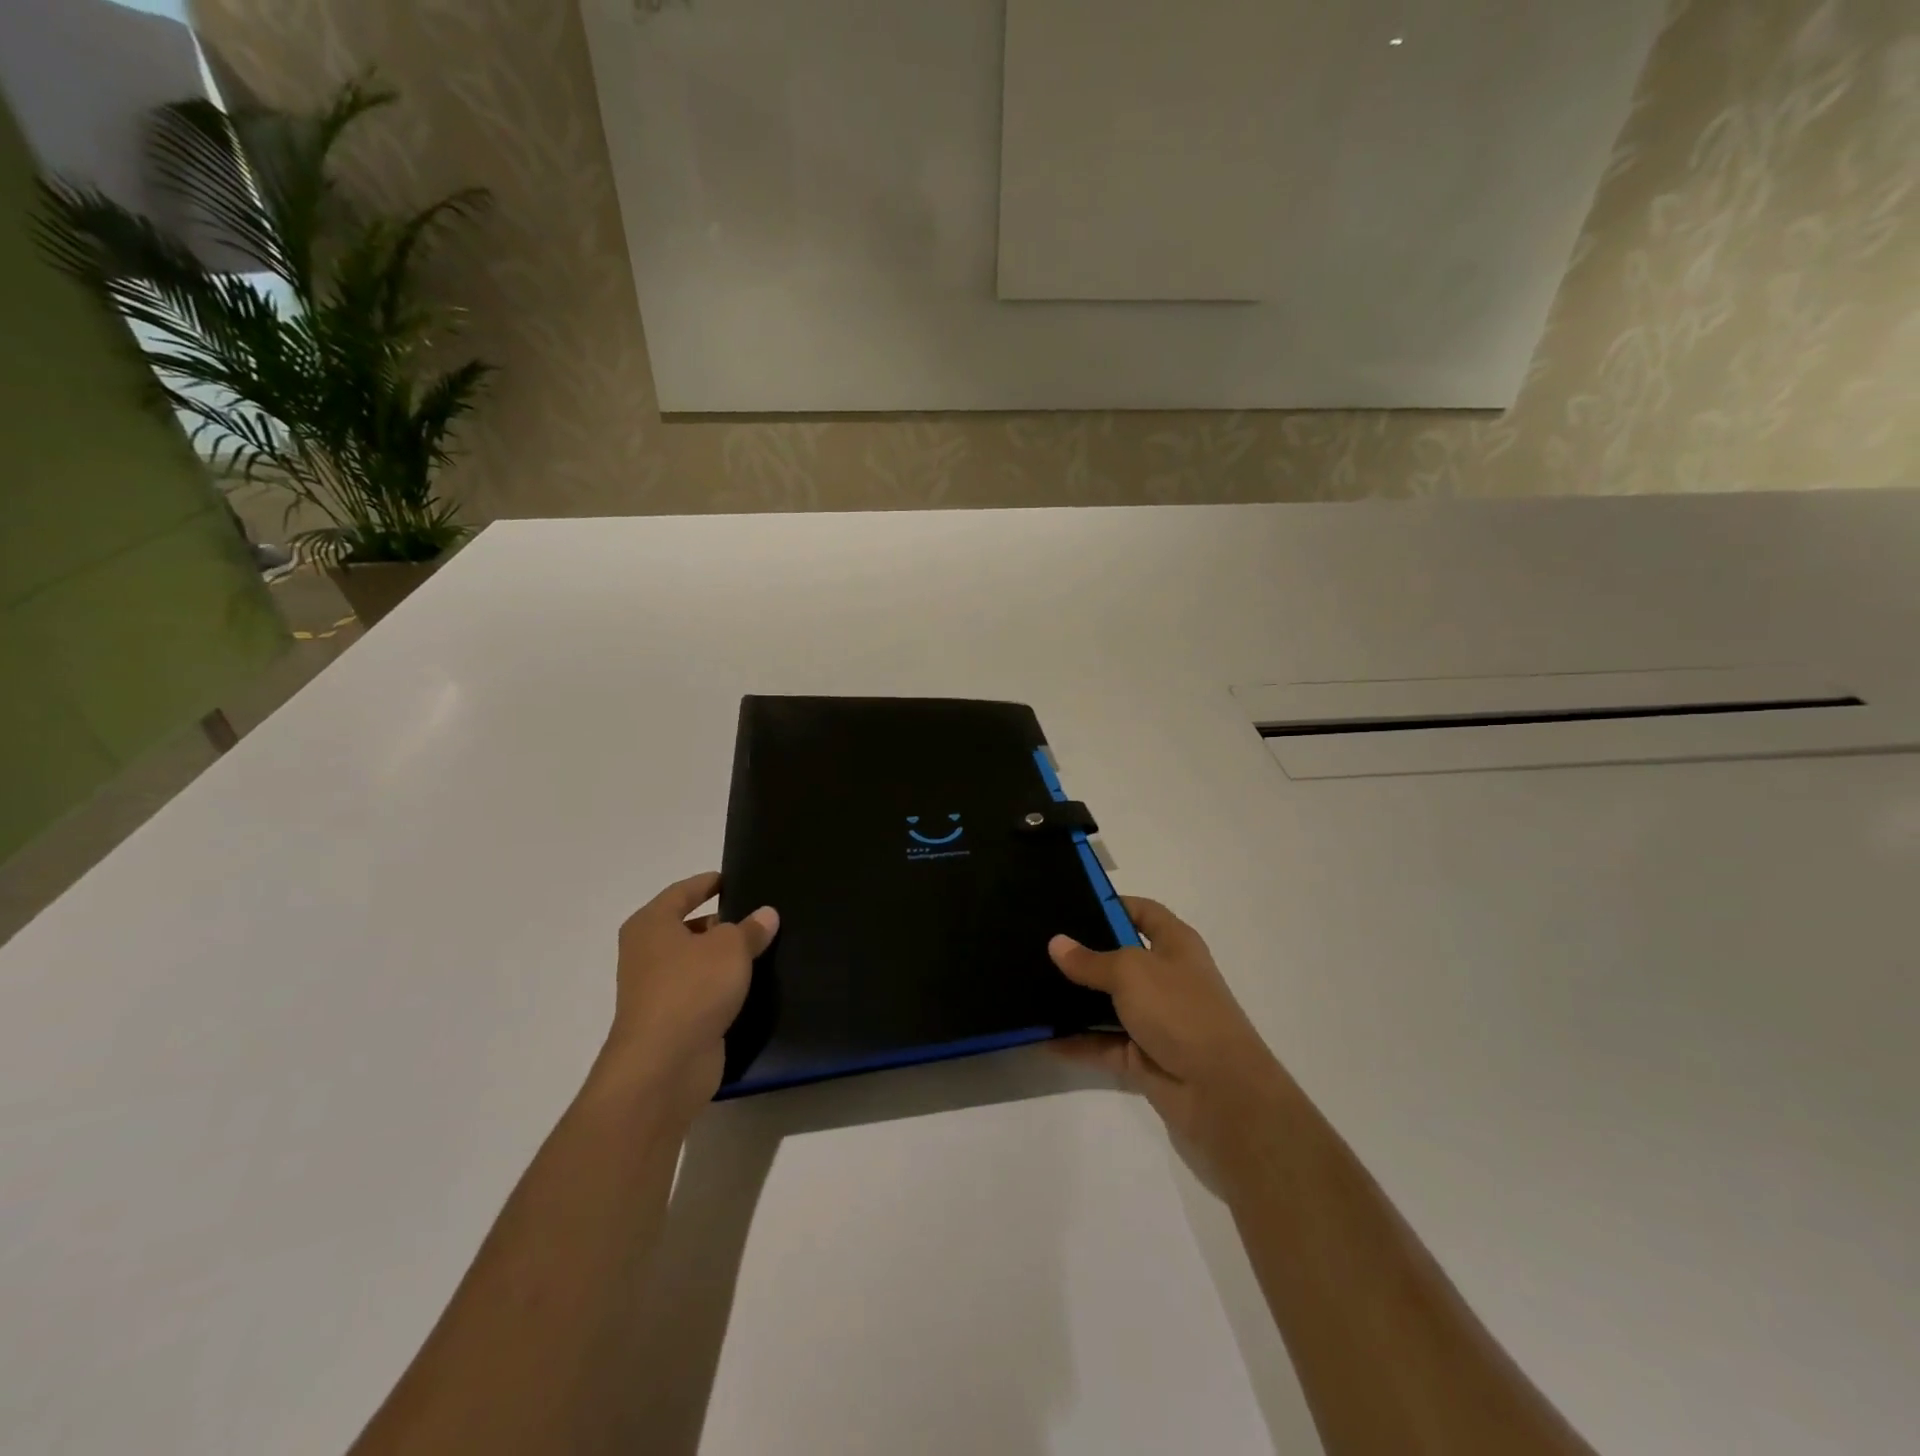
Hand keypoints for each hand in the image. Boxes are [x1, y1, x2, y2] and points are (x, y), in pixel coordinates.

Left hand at [593, 872, 778, 1121]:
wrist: (664, 1066)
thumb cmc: (692, 989)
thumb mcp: (731, 948)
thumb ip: (750, 928)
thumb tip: (766, 914)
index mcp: (651, 925)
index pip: (683, 892)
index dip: (709, 883)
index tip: (736, 879)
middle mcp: (647, 954)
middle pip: (689, 927)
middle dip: (723, 922)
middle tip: (761, 915)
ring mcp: (657, 990)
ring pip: (697, 963)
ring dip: (725, 958)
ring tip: (766, 949)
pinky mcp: (672, 1022)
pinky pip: (702, 993)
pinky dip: (723, 988)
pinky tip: (754, 986)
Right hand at [1050, 898, 1289, 1184]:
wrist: (1220, 1093)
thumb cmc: (1180, 1011)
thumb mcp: (1131, 973)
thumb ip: (1091, 960)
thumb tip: (1057, 943)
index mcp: (1175, 945)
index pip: (1143, 913)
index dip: (1113, 904)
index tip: (1072, 904)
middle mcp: (1166, 978)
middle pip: (1120, 957)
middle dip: (1084, 954)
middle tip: (1039, 945)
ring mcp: (1155, 1020)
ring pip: (1108, 1003)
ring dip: (1076, 1000)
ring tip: (1031, 986)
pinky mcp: (1143, 1057)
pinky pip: (1102, 1043)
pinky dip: (1076, 1042)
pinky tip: (1041, 1036)